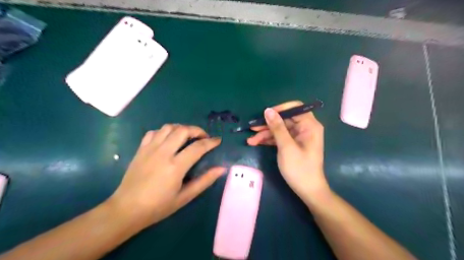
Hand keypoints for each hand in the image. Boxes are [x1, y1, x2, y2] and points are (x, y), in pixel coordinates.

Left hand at [109, 125, 224, 228]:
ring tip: (187, 137)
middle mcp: (163, 153)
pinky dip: (164, 132)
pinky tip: (168, 140)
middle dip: (197, 130)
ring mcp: (150, 149)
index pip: (198, 147)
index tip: (218, 140)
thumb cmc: (158, 206)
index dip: (211, 142)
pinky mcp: (141, 149)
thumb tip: (221, 168)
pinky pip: (154, 132)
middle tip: (203, 137)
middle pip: (183, 130)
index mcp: (175, 166)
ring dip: (181, 128)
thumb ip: (204, 181)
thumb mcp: (185, 197)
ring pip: (168, 127)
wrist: (126, 210)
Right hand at [249, 101, 327, 202]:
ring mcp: (298, 137)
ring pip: (279, 129)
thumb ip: (277, 127)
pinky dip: (269, 140)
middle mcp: (305, 128)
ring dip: (265, 134)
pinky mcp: (292, 144)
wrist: (307, 190)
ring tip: (250, 140)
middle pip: (284, 119)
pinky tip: (256, 143)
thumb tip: (267, 110)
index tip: (264, 115)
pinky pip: (279, 138)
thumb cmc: (300, 168)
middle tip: (252, 128)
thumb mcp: (286, 146)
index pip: (294, 108)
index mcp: (309, 125)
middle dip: (267, 125)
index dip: (279, 109)